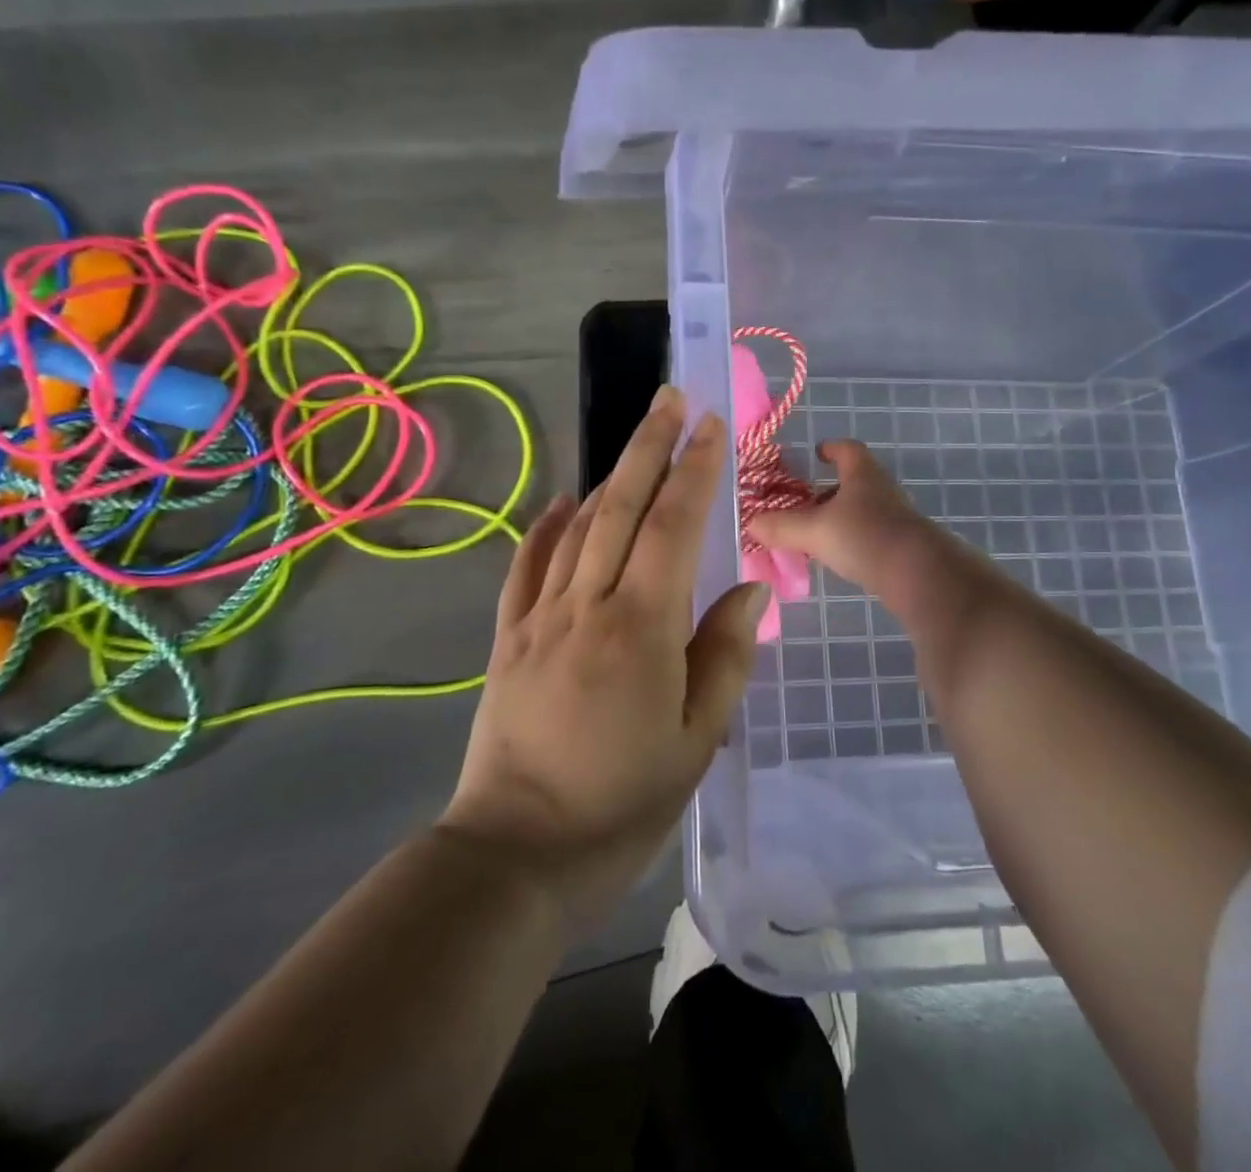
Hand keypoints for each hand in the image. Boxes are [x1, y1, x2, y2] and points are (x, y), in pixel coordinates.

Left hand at [440, 386, 767, 928]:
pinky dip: (546, 527)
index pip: (672, 526)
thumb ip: (725, 654)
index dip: (694, 470)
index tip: (710, 424)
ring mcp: (539, 617)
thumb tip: (743, 588)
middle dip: (649, 446)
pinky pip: (527, 567)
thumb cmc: (623, 803)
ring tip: (634, 441)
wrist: (517, 852)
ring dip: (607, 476)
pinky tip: (561, 502)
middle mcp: (587, 605)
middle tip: (669, 398)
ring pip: (576, 528)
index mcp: (641, 628)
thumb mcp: (696, 739)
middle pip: (619, 506)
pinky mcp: (507, 637)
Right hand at [747, 439, 957, 599]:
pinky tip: (837, 558)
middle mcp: (882, 492)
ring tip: (815, 535)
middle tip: (804, 503)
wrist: (919, 575)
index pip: (848, 450)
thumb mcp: (813, 531)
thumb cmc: (864, 537)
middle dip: (829, 490)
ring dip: (840, 518)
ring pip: (863, 511)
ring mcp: (896, 520)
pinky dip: (852, 541)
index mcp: (863, 475)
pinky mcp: (902, 547)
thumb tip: (749, 523)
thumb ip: (780, 527)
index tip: (818, 452)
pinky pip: (871, 536)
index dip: (833, 448)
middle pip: (855, 482)